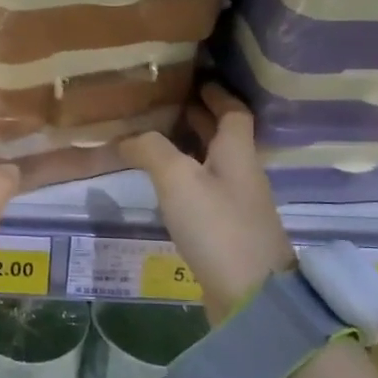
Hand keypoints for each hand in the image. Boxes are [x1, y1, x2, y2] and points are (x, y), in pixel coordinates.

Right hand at [119, 84, 295, 322]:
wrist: (251, 296)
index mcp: (237, 153)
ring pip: (213, 165)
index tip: (195, 80)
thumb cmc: (217, 227)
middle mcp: (242, 174)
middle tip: (164, 106)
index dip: (217, 93)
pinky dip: (187, 181)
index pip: (234, 111)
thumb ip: (151, 150)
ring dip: (190, 149)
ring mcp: (238, 206)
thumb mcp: (177, 179)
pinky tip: (164, 188)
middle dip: (198, 118)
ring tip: (155, 141)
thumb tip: (126, 137)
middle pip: (223, 137)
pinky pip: (206, 193)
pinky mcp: (229, 233)